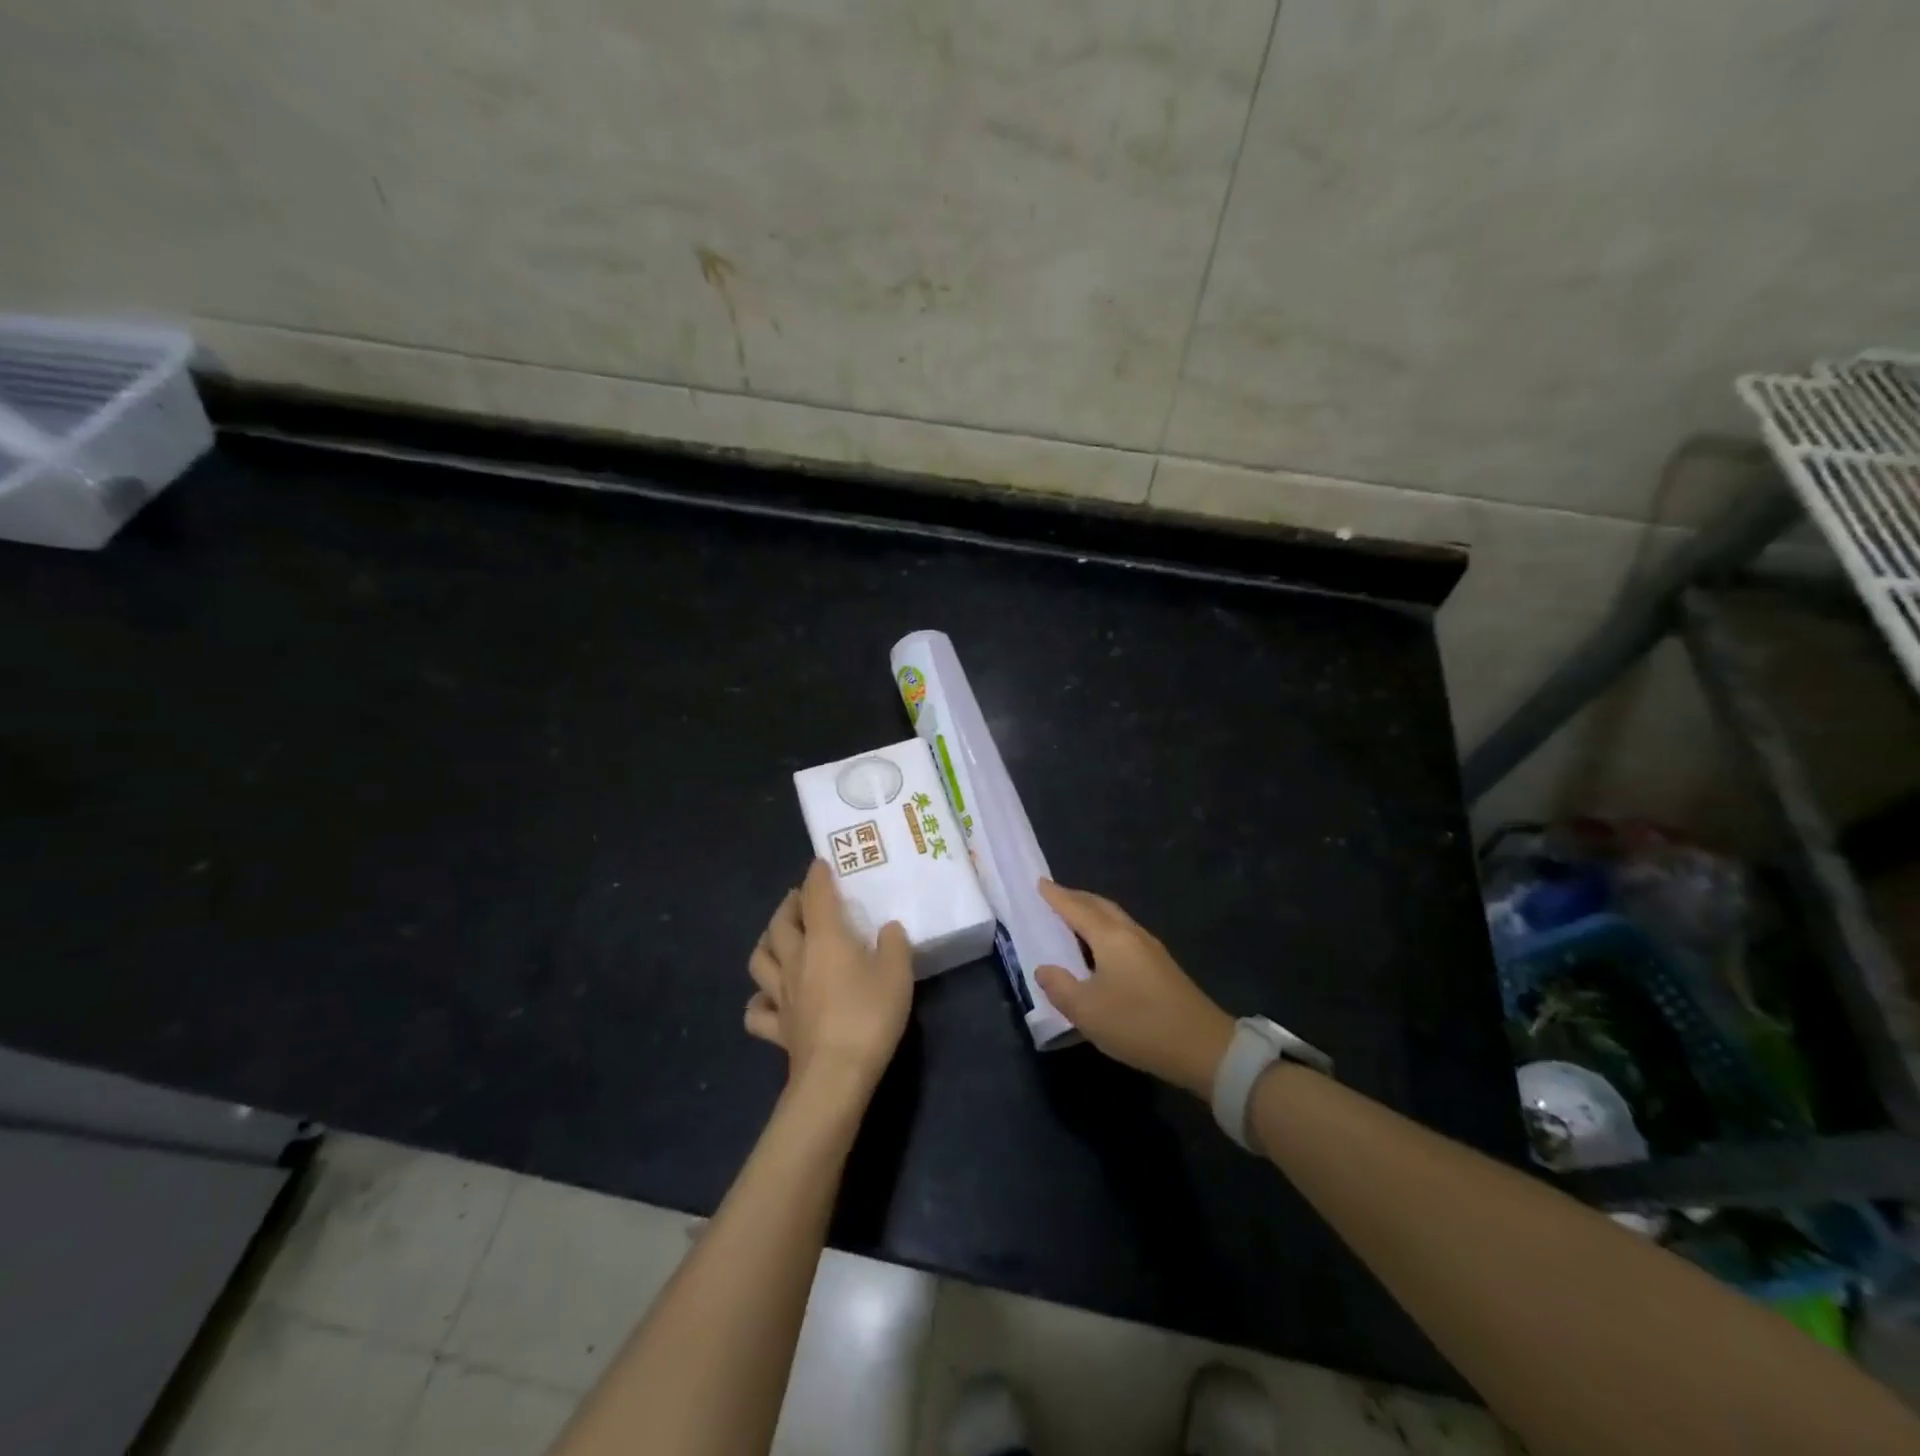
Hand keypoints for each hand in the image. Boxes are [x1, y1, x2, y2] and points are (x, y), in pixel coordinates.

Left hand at [746, 859, 912, 1098]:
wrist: (836, 1075)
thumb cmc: (869, 1015)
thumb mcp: (897, 973)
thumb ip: (895, 944)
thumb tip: (888, 928)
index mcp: (825, 939)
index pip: (816, 896)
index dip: (817, 877)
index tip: (820, 864)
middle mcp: (796, 960)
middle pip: (781, 923)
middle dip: (789, 905)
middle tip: (800, 899)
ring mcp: (782, 995)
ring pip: (760, 959)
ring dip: (767, 942)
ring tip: (778, 937)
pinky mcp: (777, 1028)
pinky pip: (757, 1012)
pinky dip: (758, 1001)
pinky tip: (766, 999)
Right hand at [1034, 880, 1234, 1098]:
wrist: (1204, 1048)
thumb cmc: (1139, 1024)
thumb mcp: (1087, 1011)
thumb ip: (1060, 987)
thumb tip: (1044, 969)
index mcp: (1111, 937)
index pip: (1077, 908)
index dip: (1057, 896)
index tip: (1040, 882)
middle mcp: (1131, 934)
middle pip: (1100, 906)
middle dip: (1076, 898)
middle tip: (1055, 895)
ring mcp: (1151, 949)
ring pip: (1116, 918)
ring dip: (1093, 912)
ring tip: (1074, 917)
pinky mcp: (1162, 966)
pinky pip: (1125, 933)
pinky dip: (1105, 928)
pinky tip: (1102, 947)